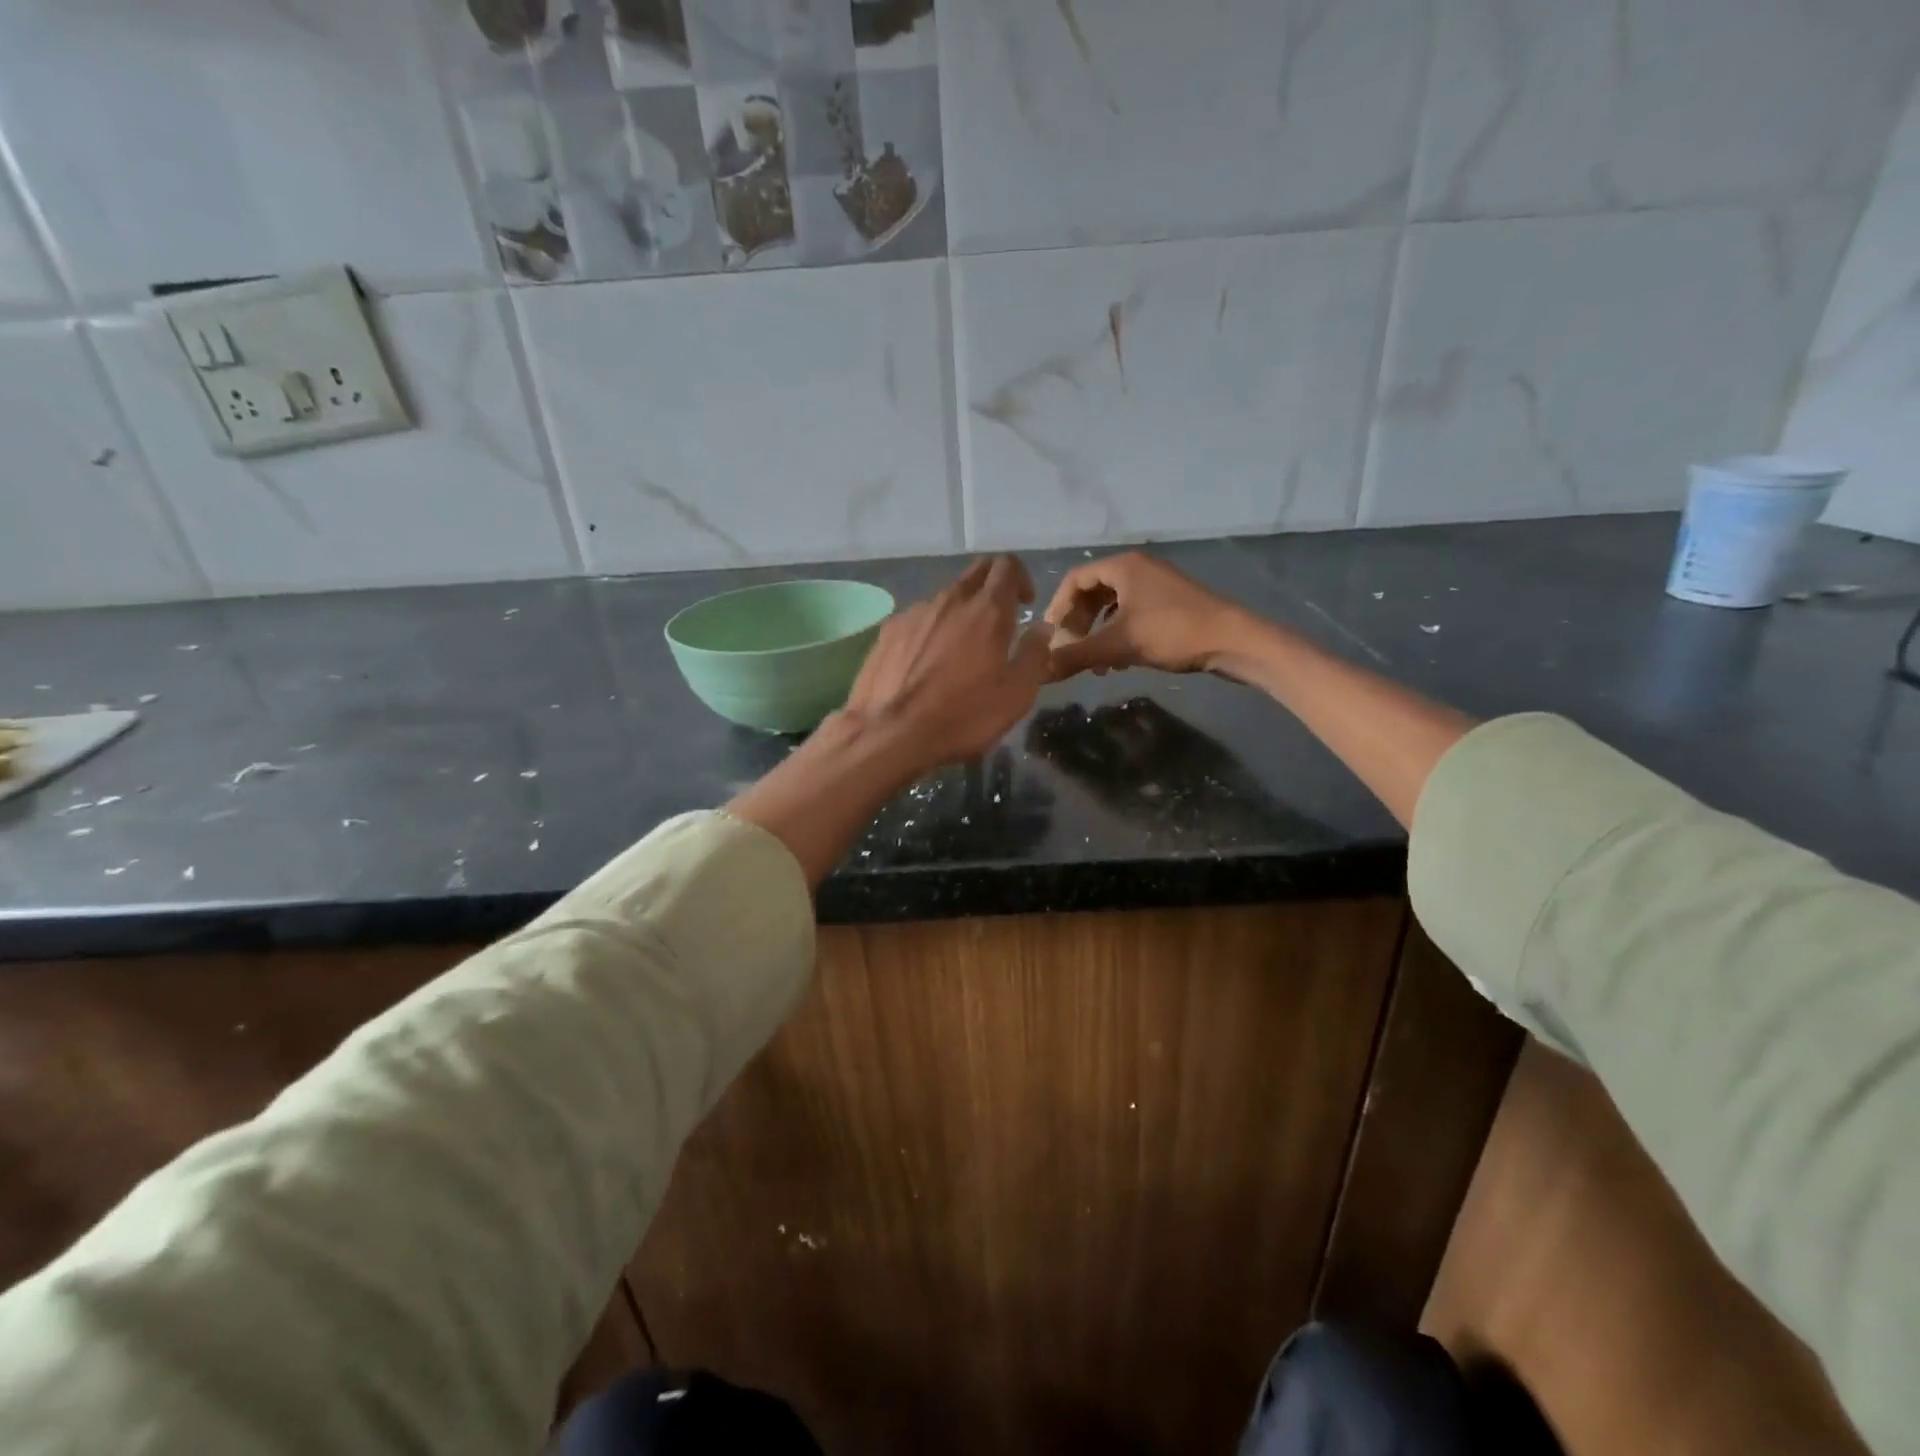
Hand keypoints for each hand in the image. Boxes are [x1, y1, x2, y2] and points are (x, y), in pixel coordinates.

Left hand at [844, 555, 1052, 771]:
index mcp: (987, 610)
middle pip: (975, 572)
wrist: (891, 733)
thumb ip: (1035, 655)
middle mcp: (950, 600)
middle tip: (998, 619)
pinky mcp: (888, 630)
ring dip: (960, 611)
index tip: (1025, 604)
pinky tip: (925, 663)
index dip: (1021, 578)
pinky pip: (918, 619)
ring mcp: (914, 612)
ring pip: (945, 597)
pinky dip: (930, 630)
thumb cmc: (963, 716)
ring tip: (959, 649)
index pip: (1007, 566)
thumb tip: (1041, 629)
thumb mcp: (1016, 695)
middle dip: (992, 585)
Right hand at [1044, 552, 1248, 679]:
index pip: (1075, 579)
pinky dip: (1117, 635)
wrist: (1234, 640)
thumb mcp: (1118, 645)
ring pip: (1112, 606)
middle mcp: (1138, 569)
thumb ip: (1076, 656)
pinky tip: (1117, 662)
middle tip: (1069, 650)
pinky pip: (1131, 614)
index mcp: (1123, 567)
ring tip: (1092, 662)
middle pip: (1092, 592)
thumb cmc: (1173, 633)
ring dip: (1096, 633)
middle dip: (1077, 623)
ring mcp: (1156, 585)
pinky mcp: (1170, 604)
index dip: (1057, 608)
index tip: (1050, 636)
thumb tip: (1039, 670)